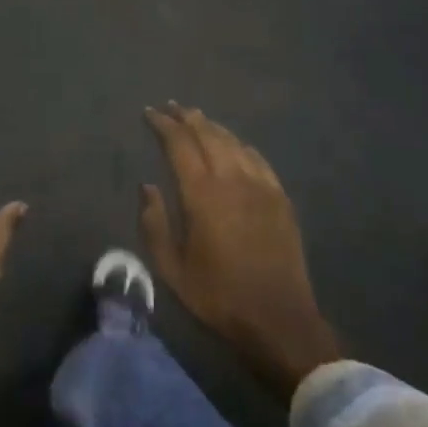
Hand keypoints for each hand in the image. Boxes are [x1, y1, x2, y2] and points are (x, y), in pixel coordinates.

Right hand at [140, 103, 342, 400]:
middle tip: (171, 106)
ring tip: (197, 117)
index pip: (179, 145)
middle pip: (207, 135)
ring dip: (212, 127)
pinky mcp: (280, 199)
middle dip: (186, 118)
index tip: (150, 112)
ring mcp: (261, 187)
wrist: (279, 320)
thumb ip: (154, 224)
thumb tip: (147, 187)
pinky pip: (258, 159)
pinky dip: (241, 145)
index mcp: (202, 194)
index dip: (163, 125)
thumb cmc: (218, 296)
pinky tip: (234, 144)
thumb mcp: (171, 269)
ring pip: (233, 143)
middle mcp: (232, 180)